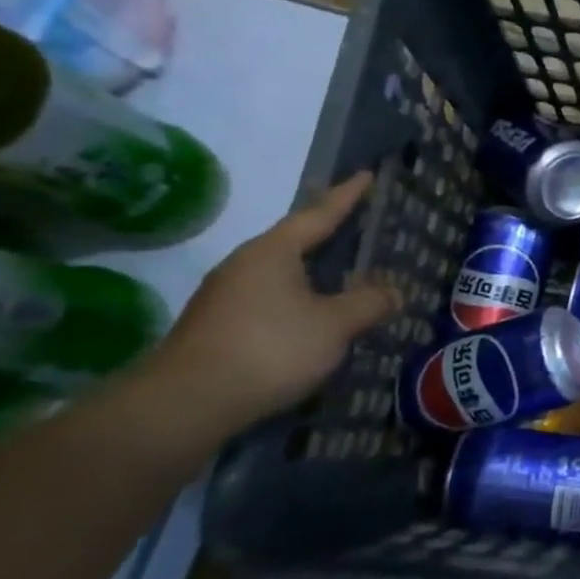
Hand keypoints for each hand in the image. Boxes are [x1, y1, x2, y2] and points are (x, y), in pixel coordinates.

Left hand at [153, 172, 399, 430]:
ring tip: (341, 274)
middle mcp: (245, 265)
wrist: (185, 404)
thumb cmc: (269, 349)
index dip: (346, 196)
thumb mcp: (334, 325)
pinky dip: (296, 299)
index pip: (318, 214)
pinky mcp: (217, 327)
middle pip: (294, 241)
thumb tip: (394, 291)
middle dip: (327, 234)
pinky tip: (310, 317)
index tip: (366, 175)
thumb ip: (368, 303)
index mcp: (273, 252)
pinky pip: (269, 299)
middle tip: (358, 224)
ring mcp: (225, 296)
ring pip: (280, 273)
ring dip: (311, 271)